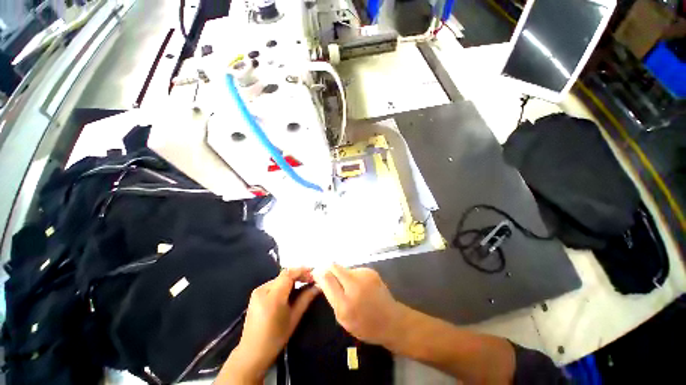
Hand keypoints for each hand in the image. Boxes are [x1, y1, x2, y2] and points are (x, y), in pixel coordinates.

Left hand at [218, 268, 319, 383]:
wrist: (251, 354)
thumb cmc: (275, 339)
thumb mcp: (294, 318)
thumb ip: (306, 298)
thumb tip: (318, 286)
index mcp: (272, 296)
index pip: (289, 274)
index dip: (302, 271)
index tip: (314, 274)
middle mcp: (263, 289)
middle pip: (284, 275)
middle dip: (299, 275)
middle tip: (311, 280)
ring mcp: (258, 291)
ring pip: (280, 279)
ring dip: (292, 279)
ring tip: (304, 285)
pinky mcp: (256, 295)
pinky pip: (274, 284)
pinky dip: (285, 284)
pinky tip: (291, 291)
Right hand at [313, 264, 406, 346]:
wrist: (391, 320)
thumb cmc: (365, 325)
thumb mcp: (343, 318)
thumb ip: (332, 297)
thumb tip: (322, 279)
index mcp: (345, 304)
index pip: (327, 279)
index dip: (319, 273)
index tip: (315, 273)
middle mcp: (354, 285)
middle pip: (334, 266)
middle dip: (328, 269)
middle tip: (327, 276)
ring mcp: (364, 275)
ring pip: (344, 268)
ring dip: (342, 275)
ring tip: (348, 287)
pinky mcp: (371, 271)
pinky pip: (354, 270)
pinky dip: (352, 276)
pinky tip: (359, 286)